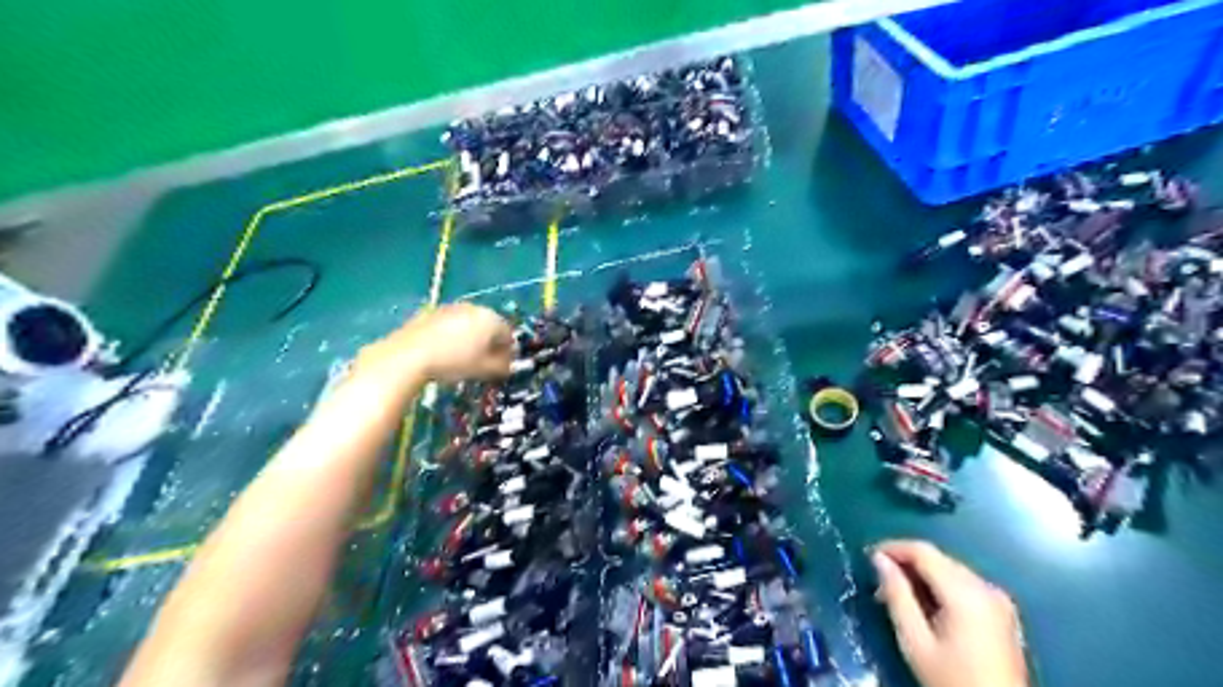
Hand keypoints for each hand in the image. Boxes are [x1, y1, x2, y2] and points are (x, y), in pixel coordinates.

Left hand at [362, 302, 515, 384]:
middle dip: (489, 342)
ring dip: (470, 338)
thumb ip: (502, 366)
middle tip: (483, 362)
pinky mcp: (430, 312)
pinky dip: (451, 335)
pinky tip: (443, 352)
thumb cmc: (454, 362)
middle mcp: (473, 308)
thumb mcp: (484, 370)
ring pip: (468, 324)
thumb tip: (508, 365)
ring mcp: (450, 308)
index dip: (507, 352)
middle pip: (488, 326)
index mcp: (490, 319)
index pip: (508, 334)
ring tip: (461, 358)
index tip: (501, 366)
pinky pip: (449, 325)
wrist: (408, 355)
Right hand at [869, 539, 1029, 686]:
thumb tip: (879, 560)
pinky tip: (927, 607)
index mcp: (966, 593)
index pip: (923, 551)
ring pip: (950, 570)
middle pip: (938, 559)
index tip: (868, 558)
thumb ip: (897, 595)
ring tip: (899, 597)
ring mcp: (999, 600)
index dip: (893, 548)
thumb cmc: (952, 680)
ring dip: (922, 576)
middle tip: (880, 585)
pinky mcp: (1003, 612)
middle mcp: (986, 588)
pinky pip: (965, 585)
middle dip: (906, 565)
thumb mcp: (915, 641)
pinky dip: (941, 587)